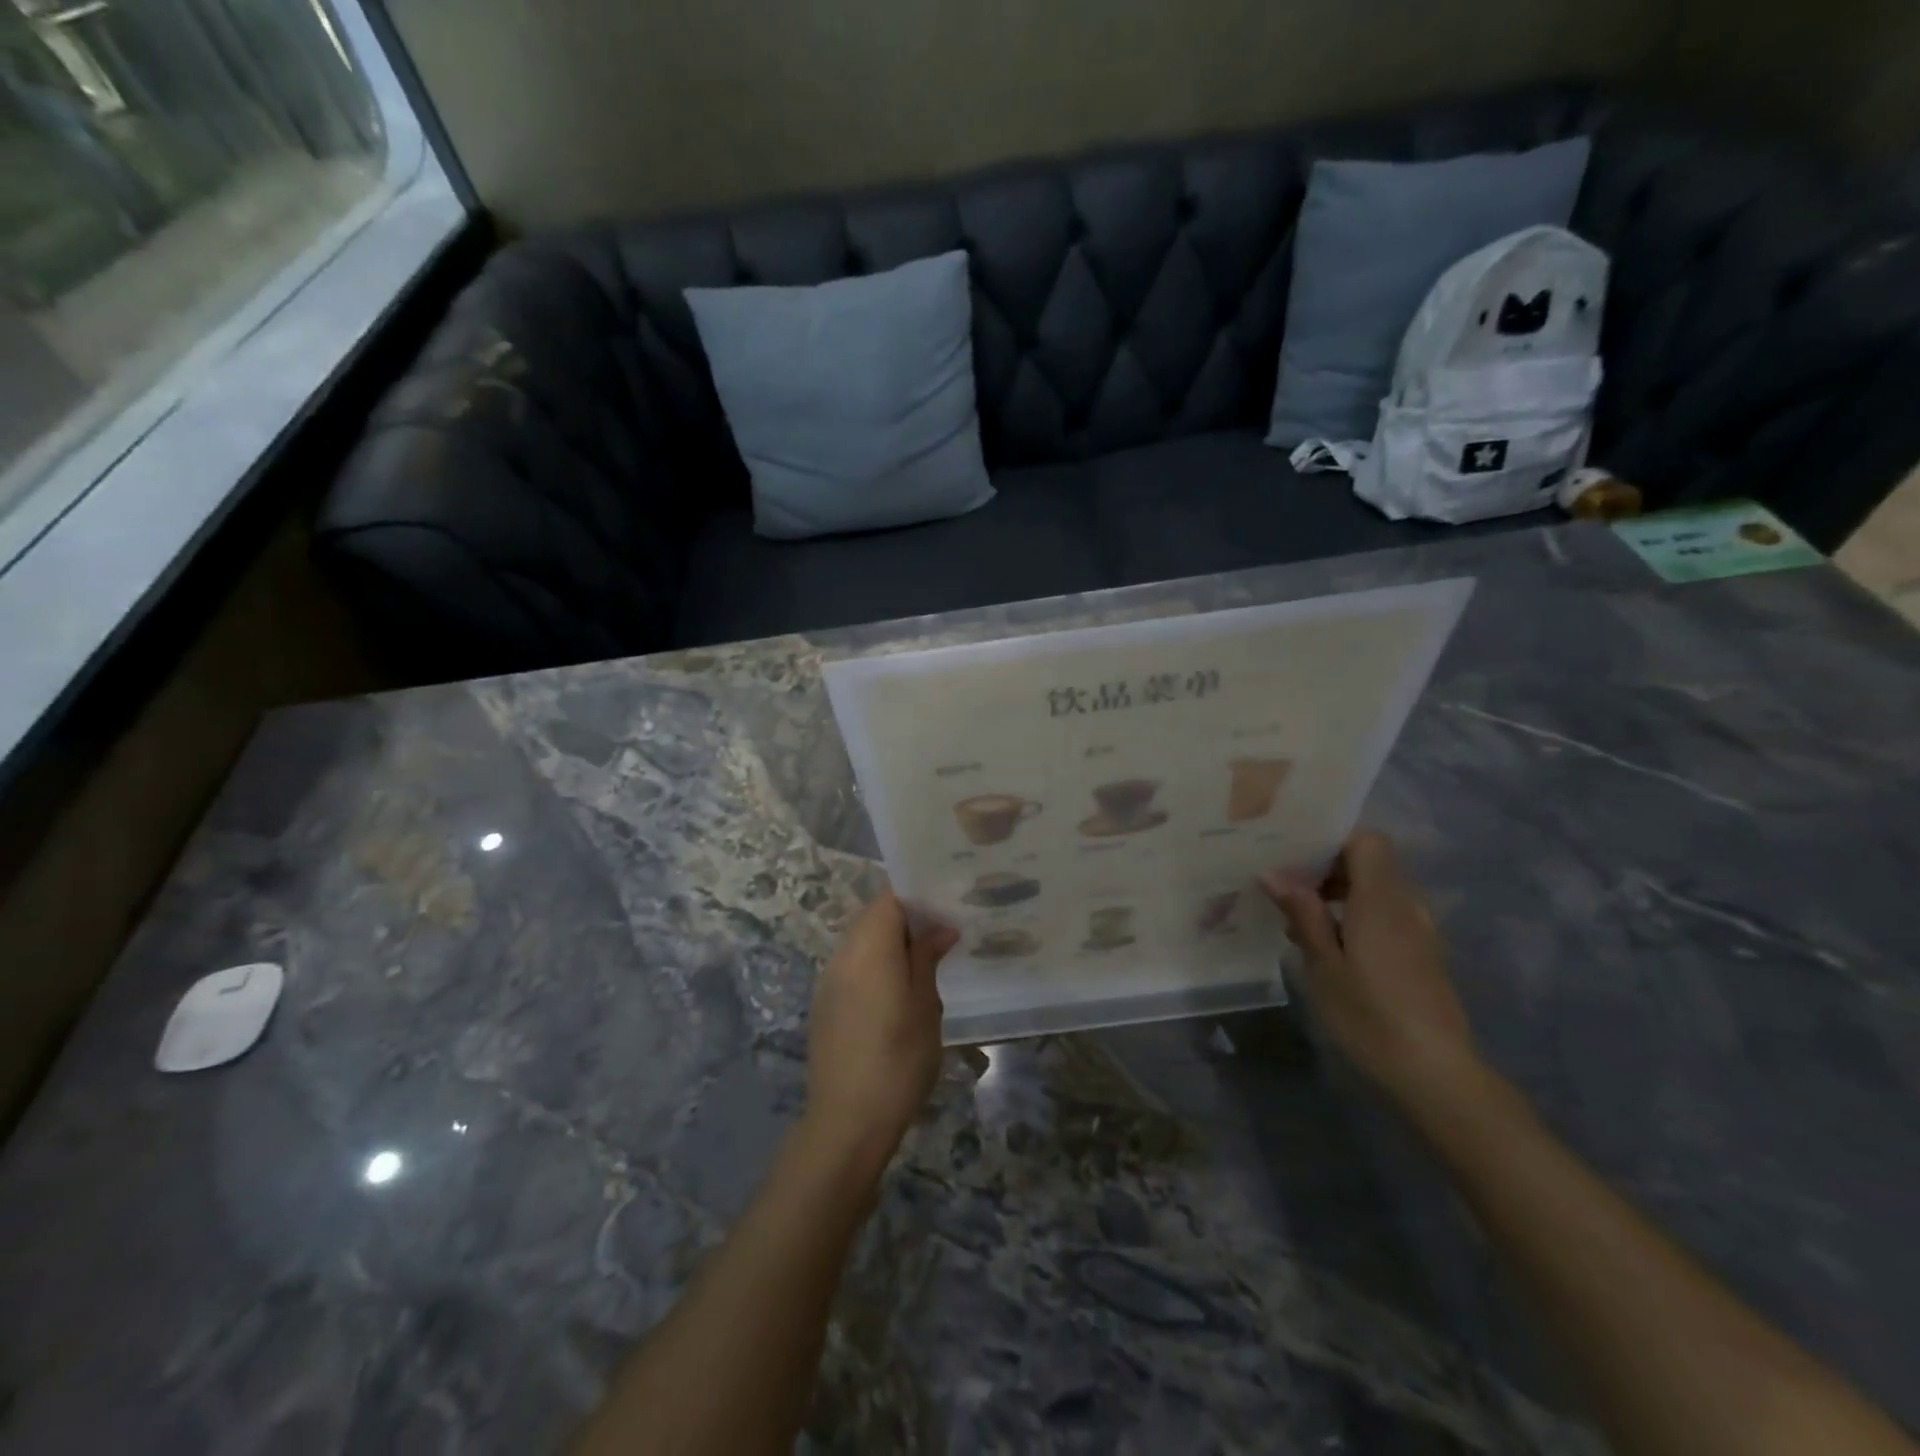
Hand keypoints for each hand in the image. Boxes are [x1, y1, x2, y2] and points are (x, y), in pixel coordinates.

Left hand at [804, 891, 957, 1172]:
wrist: (847, 1121)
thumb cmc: (898, 1060)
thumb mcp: (925, 1006)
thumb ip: (927, 958)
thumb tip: (940, 928)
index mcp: (869, 948)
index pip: (890, 899)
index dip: (918, 896)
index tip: (947, 904)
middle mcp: (843, 954)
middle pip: (873, 916)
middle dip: (907, 918)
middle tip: (943, 930)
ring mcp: (829, 979)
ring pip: (861, 940)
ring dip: (890, 941)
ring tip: (924, 958)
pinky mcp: (824, 1002)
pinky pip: (852, 964)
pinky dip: (875, 962)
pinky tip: (897, 987)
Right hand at [1261, 830, 1479, 1106]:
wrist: (1435, 1075)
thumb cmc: (1370, 1015)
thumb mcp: (1323, 965)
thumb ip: (1303, 914)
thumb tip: (1274, 873)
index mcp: (1382, 900)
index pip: (1368, 840)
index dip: (1333, 840)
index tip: (1296, 856)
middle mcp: (1406, 906)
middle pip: (1371, 864)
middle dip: (1328, 869)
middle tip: (1285, 890)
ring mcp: (1419, 933)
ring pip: (1378, 892)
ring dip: (1340, 896)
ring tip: (1299, 923)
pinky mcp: (1423, 957)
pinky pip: (1387, 918)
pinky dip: (1357, 918)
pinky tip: (1329, 948)